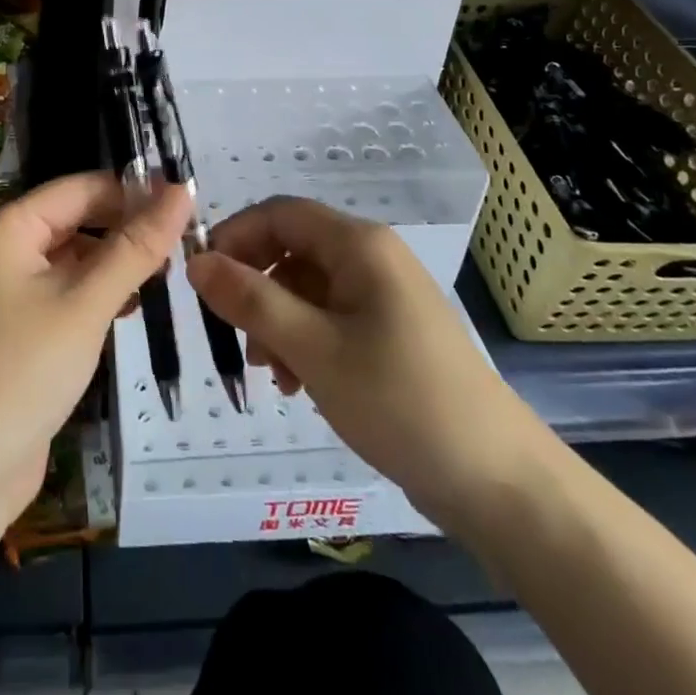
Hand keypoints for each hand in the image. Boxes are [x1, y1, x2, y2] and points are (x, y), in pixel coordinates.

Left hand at [0, 172, 189, 539]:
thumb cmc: (22, 372)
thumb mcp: (86, 304)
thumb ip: (136, 246)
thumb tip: (182, 189)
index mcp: (11, 227)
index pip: (83, 188)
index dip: (135, 192)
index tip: (188, 206)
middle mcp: (7, 249)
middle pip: (78, 219)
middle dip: (127, 229)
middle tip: (185, 245)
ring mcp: (11, 291)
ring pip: (76, 258)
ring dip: (117, 263)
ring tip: (168, 274)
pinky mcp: (21, 329)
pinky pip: (67, 292)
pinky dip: (99, 293)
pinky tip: (131, 307)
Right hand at [187, 197, 545, 531]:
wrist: (498, 481)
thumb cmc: (400, 400)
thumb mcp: (313, 348)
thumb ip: (251, 300)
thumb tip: (197, 261)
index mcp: (359, 244)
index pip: (279, 213)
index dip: (235, 236)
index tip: (202, 278)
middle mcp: (372, 257)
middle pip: (293, 250)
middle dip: (256, 287)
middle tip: (234, 335)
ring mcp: (384, 295)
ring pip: (308, 288)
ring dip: (277, 321)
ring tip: (269, 373)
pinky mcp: (391, 332)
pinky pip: (331, 318)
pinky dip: (304, 341)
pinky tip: (297, 384)